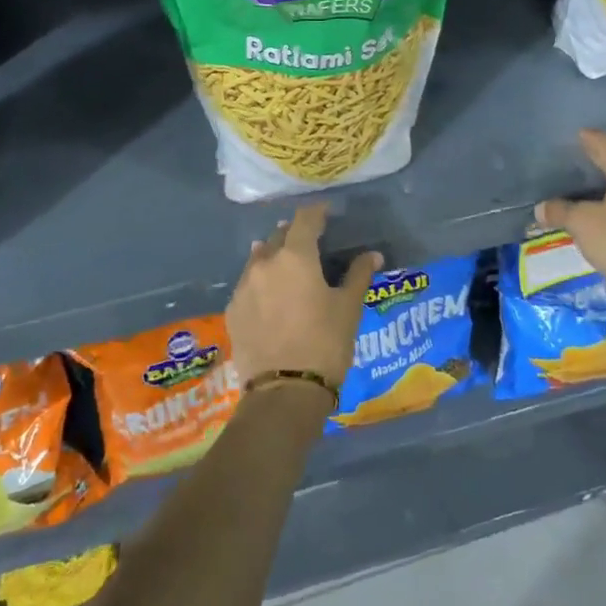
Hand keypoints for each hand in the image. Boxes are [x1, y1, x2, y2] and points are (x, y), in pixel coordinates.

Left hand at [225, 204, 380, 395]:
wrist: (284, 393)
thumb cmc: (325, 344)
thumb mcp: (349, 308)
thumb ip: (358, 275)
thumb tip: (372, 255)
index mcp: (295, 256)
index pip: (305, 219)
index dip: (318, 212)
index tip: (327, 213)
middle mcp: (264, 263)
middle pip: (280, 236)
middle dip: (295, 235)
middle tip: (311, 243)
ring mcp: (243, 287)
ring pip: (259, 259)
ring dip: (274, 256)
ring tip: (288, 268)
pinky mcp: (233, 311)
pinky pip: (248, 285)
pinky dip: (261, 283)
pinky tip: (271, 298)